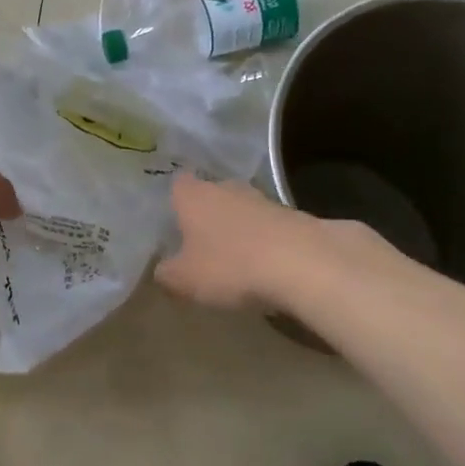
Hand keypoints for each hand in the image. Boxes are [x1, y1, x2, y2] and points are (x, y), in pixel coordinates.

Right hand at [156, 175, 388, 312]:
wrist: (303, 263)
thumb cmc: (230, 266)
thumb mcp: (185, 280)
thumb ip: (167, 274)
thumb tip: (161, 270)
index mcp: (194, 196)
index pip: (178, 185)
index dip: (174, 201)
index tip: (172, 221)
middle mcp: (227, 189)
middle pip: (211, 195)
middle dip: (207, 215)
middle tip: (199, 242)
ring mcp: (264, 200)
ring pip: (242, 210)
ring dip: (238, 228)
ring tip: (234, 258)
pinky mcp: (294, 216)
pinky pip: (269, 227)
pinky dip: (265, 242)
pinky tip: (265, 266)